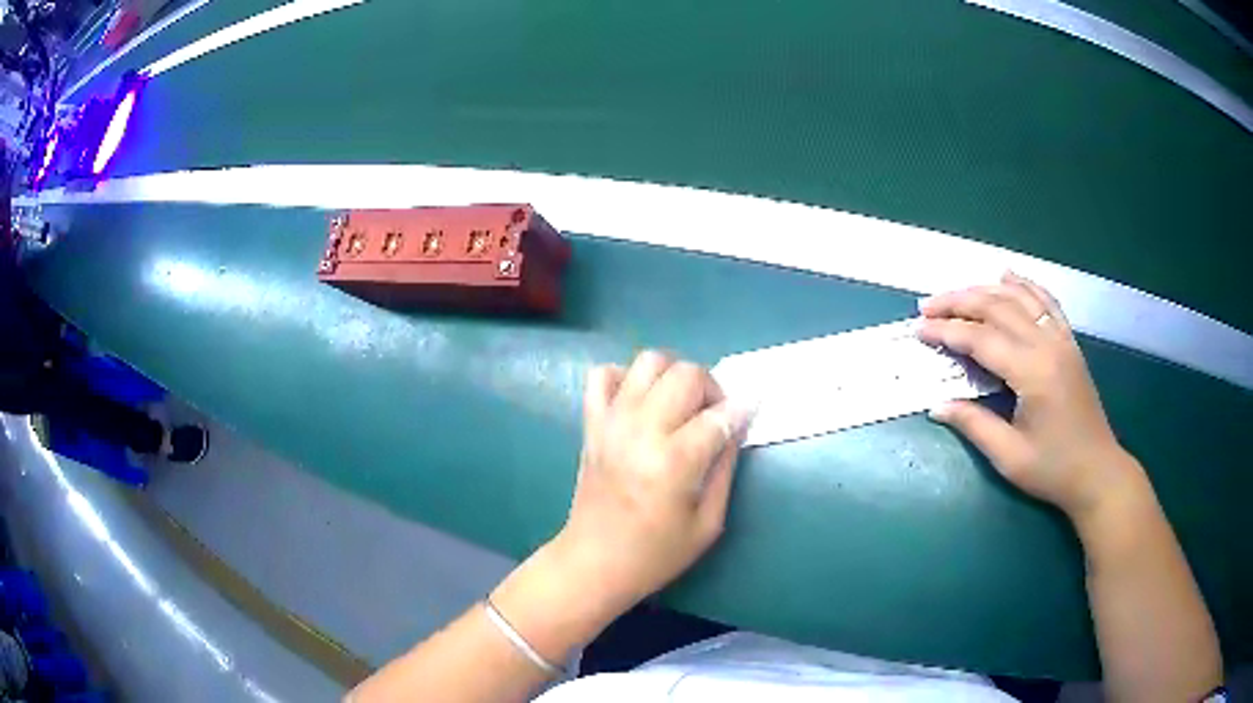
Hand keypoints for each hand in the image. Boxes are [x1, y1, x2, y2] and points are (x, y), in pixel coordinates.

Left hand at [551, 351, 751, 614]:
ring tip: (679, 405)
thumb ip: (724, 468)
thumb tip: (735, 426)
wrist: (593, 562)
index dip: (741, 411)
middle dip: (711, 387)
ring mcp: (612, 421)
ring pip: (649, 361)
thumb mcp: (708, 523)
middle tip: (713, 416)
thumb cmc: (656, 553)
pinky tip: (640, 403)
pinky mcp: (591, 423)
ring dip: (673, 375)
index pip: (719, 415)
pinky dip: (626, 378)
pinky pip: (603, 374)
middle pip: (686, 373)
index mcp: (674, 462)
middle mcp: (641, 431)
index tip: (747, 415)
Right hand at [917, 272, 1145, 518]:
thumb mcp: (1009, 456)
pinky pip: (1046, 302)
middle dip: (958, 302)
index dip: (947, 332)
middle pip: (997, 307)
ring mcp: (1061, 339)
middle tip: (927, 307)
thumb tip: (937, 406)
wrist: (1097, 471)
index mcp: (1032, 372)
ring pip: (1019, 298)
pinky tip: (1007, 278)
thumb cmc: (1053, 469)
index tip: (919, 330)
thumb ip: (973, 425)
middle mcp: (1047, 345)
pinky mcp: (1069, 343)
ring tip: (957, 294)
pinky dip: (1024, 286)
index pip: (981, 339)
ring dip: (985, 290)